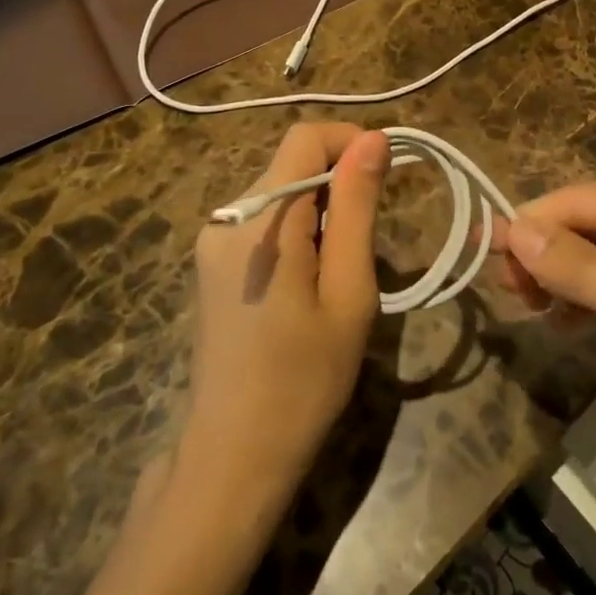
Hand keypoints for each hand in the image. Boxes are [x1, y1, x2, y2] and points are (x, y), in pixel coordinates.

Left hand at [178, 122, 390, 504]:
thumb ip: (357, 207)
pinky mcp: (211, 260)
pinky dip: (295, 230)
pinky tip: (305, 284)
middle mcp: (227, 215)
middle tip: (365, 245)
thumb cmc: (303, 379)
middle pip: (292, 163)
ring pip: (280, 191)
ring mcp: (213, 238)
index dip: (350, 142)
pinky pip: (262, 218)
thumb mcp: (348, 291)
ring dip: (318, 211)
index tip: (385, 177)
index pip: (306, 137)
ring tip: (336, 274)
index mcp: (260, 219)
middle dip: (337, 185)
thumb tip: (374, 139)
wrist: (233, 457)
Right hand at [501, 179, 595, 470]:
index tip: (485, 260)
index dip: (529, 225)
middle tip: (509, 296)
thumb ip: (583, 270)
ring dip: (566, 277)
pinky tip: (569, 325)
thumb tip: (513, 231)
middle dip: (546, 253)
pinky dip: (594, 298)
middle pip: (590, 222)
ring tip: (532, 311)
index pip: (579, 199)